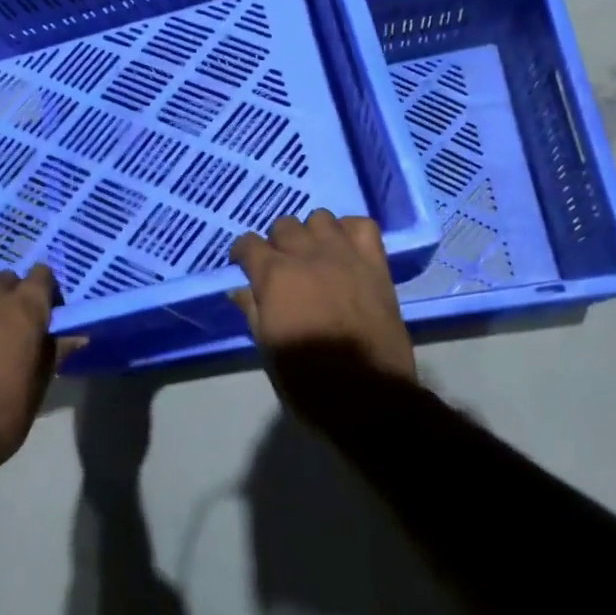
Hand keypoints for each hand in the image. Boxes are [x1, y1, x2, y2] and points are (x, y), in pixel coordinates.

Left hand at [0, 266, 76, 466]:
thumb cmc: (3, 415)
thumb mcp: (39, 386)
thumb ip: (55, 352)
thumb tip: (76, 336)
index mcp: (24, 309)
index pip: (42, 274)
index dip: (46, 292)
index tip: (48, 314)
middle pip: (5, 280)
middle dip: (11, 296)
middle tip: (14, 327)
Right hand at [230, 211, 414, 408]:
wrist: (369, 396)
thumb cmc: (309, 382)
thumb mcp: (268, 349)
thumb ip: (253, 311)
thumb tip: (240, 290)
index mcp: (275, 277)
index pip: (248, 244)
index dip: (243, 254)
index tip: (244, 265)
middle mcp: (307, 255)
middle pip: (284, 225)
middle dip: (277, 243)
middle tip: (281, 266)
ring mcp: (344, 255)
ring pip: (321, 218)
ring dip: (312, 234)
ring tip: (315, 255)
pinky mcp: (375, 263)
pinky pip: (362, 225)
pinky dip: (350, 231)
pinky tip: (345, 249)